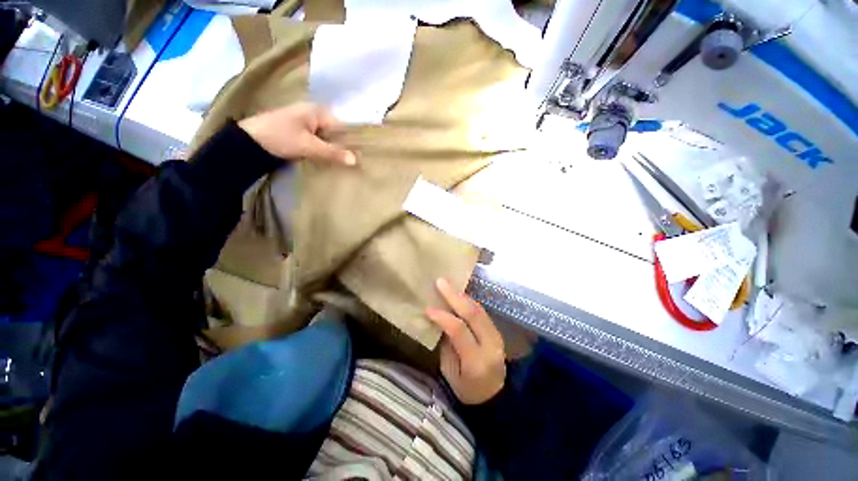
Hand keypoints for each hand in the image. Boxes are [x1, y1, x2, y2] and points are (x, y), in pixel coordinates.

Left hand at [238, 103, 356, 165]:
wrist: (248, 142)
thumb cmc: (279, 137)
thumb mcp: (308, 146)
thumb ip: (332, 152)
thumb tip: (355, 160)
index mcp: (316, 111)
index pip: (342, 123)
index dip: (351, 137)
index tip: (361, 152)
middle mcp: (313, 114)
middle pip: (335, 130)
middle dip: (343, 144)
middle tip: (354, 159)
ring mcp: (305, 123)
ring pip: (327, 136)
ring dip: (333, 148)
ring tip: (344, 161)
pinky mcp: (299, 133)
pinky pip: (318, 140)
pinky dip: (324, 149)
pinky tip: (328, 158)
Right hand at [425, 278, 505, 404]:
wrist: (495, 398)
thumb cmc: (466, 389)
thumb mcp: (450, 373)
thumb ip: (446, 344)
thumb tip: (439, 320)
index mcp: (476, 361)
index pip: (459, 331)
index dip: (443, 317)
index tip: (428, 308)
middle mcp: (490, 346)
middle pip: (473, 314)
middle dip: (454, 296)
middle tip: (440, 282)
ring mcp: (497, 337)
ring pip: (479, 309)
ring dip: (462, 296)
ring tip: (448, 286)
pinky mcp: (497, 332)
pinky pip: (482, 312)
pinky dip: (468, 302)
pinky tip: (459, 296)